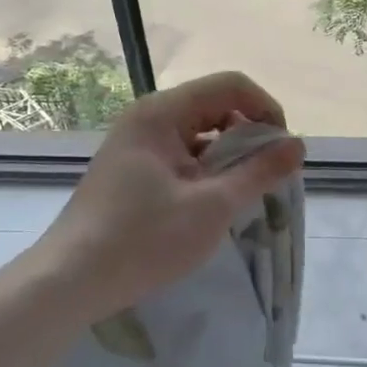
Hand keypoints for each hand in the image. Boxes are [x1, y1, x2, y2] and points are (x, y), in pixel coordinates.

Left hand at [19, 72, 303, 323]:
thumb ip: (259, 172)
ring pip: (200, 132)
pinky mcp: (132, 168)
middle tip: (268, 176)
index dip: (266, 110)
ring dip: (229, 155)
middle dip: (250, 135)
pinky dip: (206, 170)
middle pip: (215, 105)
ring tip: (244, 193)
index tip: (283, 151)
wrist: (69, 281)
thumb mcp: (212, 207)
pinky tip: (213, 202)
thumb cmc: (143, 240)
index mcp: (162, 112)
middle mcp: (148, 117)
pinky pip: (182, 153)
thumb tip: (298, 146)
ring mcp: (137, 142)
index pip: (231, 85)